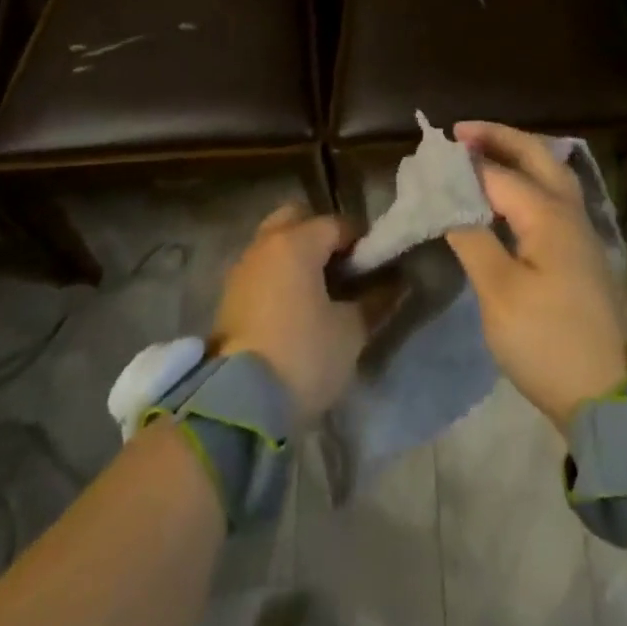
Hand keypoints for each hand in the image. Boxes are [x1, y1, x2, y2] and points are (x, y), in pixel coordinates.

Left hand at [213, 202, 366, 424]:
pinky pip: (261, 270)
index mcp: (297, 242)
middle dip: (321, 235)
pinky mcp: (228, 298)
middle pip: (297, 220)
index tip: (376, 266)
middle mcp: (265, 245)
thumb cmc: (304, 355)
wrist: (239, 405)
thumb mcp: (351, 331)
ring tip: (320, 292)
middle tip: (342, 268)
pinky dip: (278, 277)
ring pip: (274, 244)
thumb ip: (375, 300)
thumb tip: (397, 283)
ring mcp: (242, 270)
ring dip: (296, 257)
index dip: (361, 242)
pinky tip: (295, 308)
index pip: (337, 224)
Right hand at [444, 121, 626, 433]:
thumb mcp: (500, 294)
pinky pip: (552, 195)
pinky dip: (527, 179)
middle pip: (535, 155)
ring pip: (549, 172)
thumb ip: (473, 239)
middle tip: (460, 132)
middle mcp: (568, 210)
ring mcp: (579, 230)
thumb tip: (449, 200)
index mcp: (548, 214)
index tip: (429, 153)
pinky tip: (508, 194)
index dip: (463, 162)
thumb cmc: (549, 342)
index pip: (498, 173)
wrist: (610, 395)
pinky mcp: (580, 251)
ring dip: (517, 154)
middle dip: (498, 137)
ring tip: (481, 151)